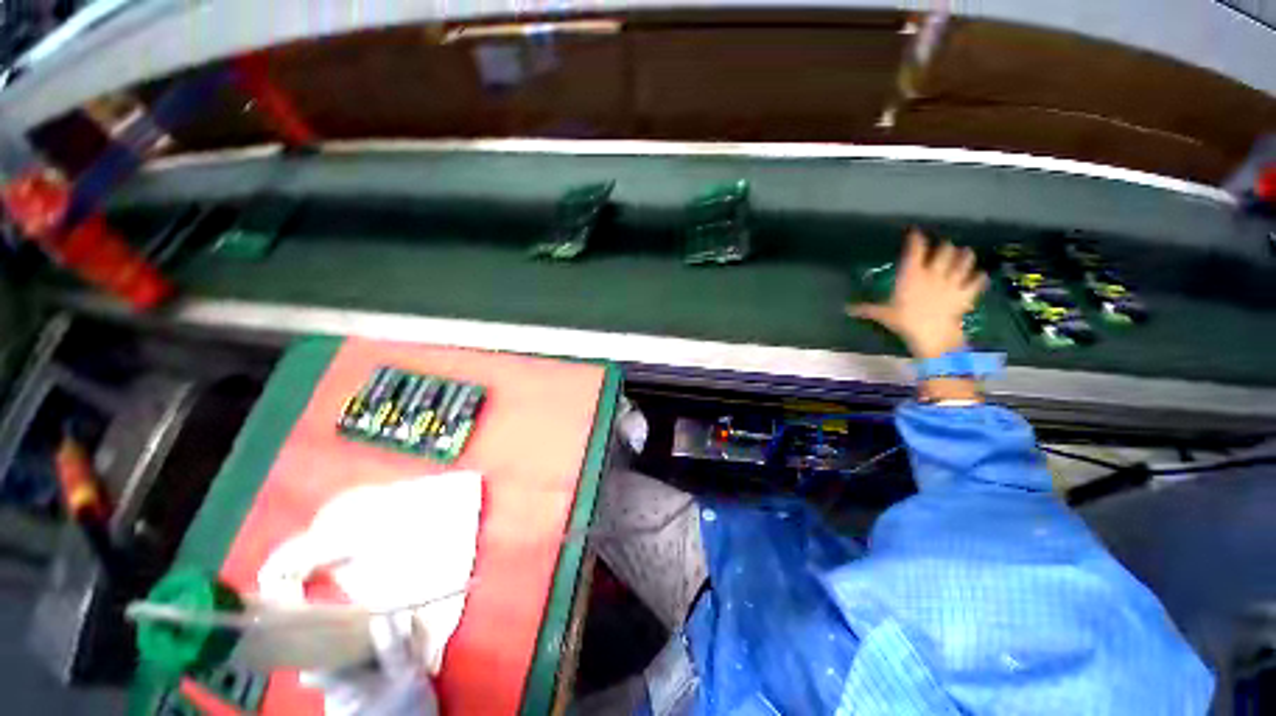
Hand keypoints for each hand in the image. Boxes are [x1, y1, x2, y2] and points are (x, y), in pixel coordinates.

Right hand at [848, 228, 987, 358]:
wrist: (932, 334)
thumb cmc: (905, 321)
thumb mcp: (883, 315)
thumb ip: (867, 309)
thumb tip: (846, 309)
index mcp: (912, 274)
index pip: (915, 249)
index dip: (916, 238)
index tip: (915, 232)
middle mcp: (934, 272)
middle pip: (944, 250)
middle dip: (944, 246)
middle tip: (943, 246)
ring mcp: (953, 281)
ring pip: (964, 260)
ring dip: (965, 256)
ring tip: (965, 252)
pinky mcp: (966, 292)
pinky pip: (977, 280)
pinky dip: (979, 277)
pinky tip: (979, 275)